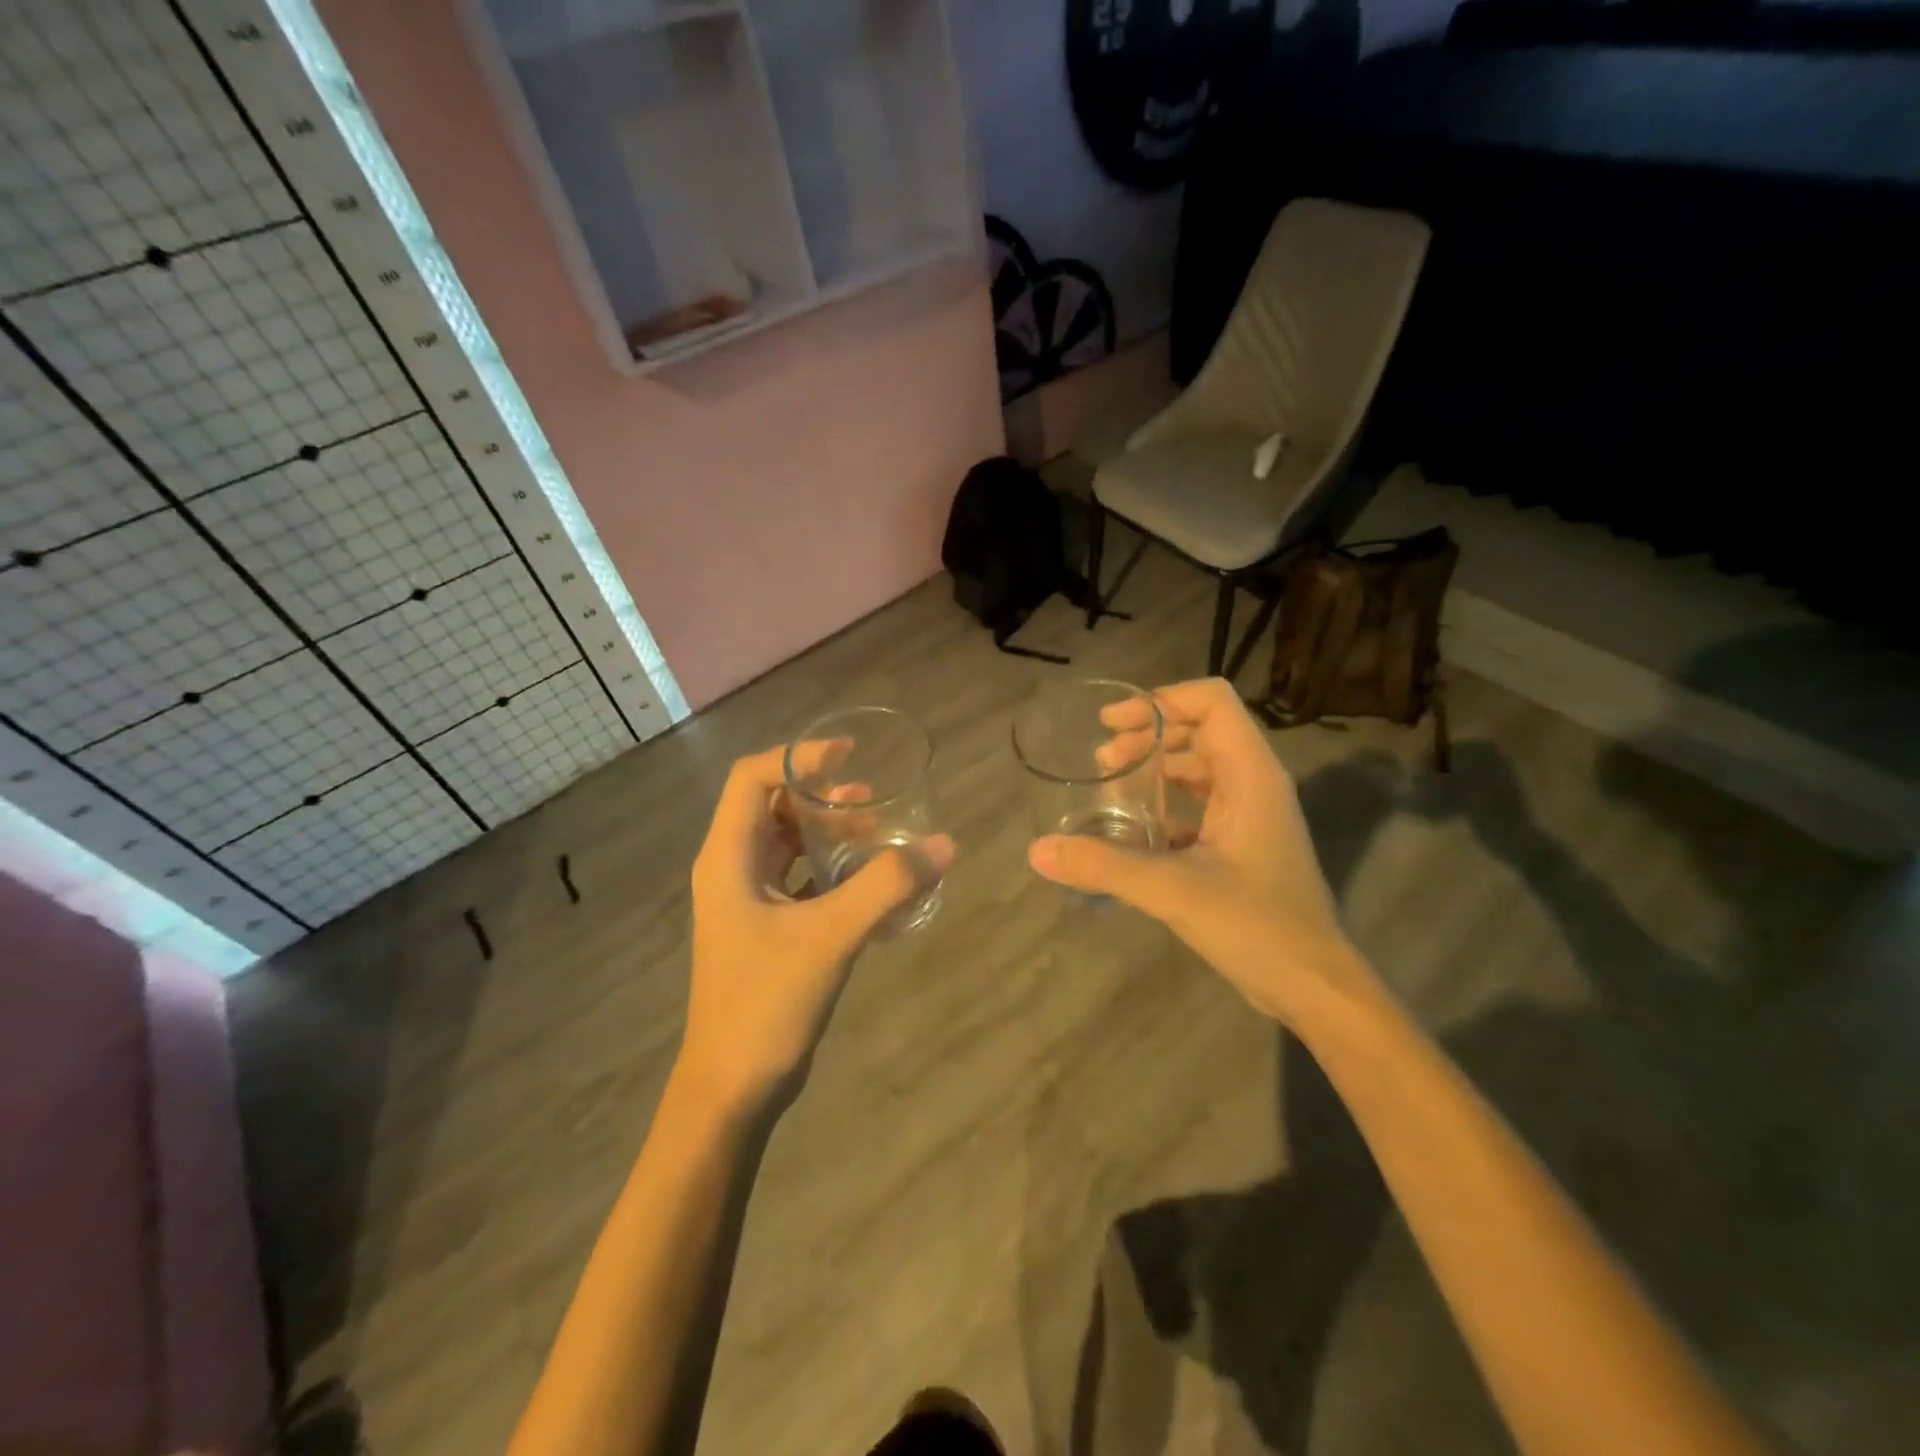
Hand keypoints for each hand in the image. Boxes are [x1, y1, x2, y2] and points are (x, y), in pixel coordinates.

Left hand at [679, 745, 953, 1112]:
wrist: (732, 1088)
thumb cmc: (766, 1003)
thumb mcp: (831, 936)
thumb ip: (887, 886)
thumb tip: (944, 845)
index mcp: (728, 858)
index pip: (751, 779)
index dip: (798, 758)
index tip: (848, 756)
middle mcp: (731, 870)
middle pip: (772, 806)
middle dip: (822, 796)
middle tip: (873, 800)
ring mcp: (747, 901)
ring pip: (787, 844)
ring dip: (829, 832)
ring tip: (878, 834)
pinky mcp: (765, 928)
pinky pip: (800, 879)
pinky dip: (832, 869)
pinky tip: (871, 882)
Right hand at [1027, 678, 1371, 1023]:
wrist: (1312, 986)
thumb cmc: (1256, 926)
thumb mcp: (1173, 891)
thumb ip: (1104, 865)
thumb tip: (1038, 850)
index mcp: (1251, 775)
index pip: (1211, 702)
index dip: (1161, 700)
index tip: (1112, 724)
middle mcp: (1255, 784)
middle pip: (1201, 729)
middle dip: (1149, 734)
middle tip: (1102, 760)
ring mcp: (1251, 815)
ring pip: (1200, 767)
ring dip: (1156, 767)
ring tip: (1110, 784)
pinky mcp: (1243, 845)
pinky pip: (1200, 804)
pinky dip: (1166, 803)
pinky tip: (1133, 829)